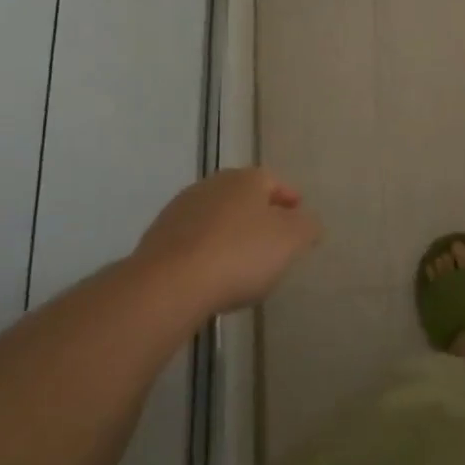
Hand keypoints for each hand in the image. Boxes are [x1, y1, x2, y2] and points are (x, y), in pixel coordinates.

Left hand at [132, 168, 320, 314]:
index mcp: (246, 179)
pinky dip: (207, 252)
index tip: (299, 218)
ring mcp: (180, 210)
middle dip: (259, 216)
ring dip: (231, 234)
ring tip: (242, 263)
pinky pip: (194, 242)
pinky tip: (212, 276)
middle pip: (243, 198)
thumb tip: (308, 223)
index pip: (274, 181)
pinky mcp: (157, 239)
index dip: (289, 199)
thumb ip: (307, 227)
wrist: (168, 285)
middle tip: (274, 241)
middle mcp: (212, 185)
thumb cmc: (240, 254)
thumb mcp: (292, 240)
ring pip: (217, 218)